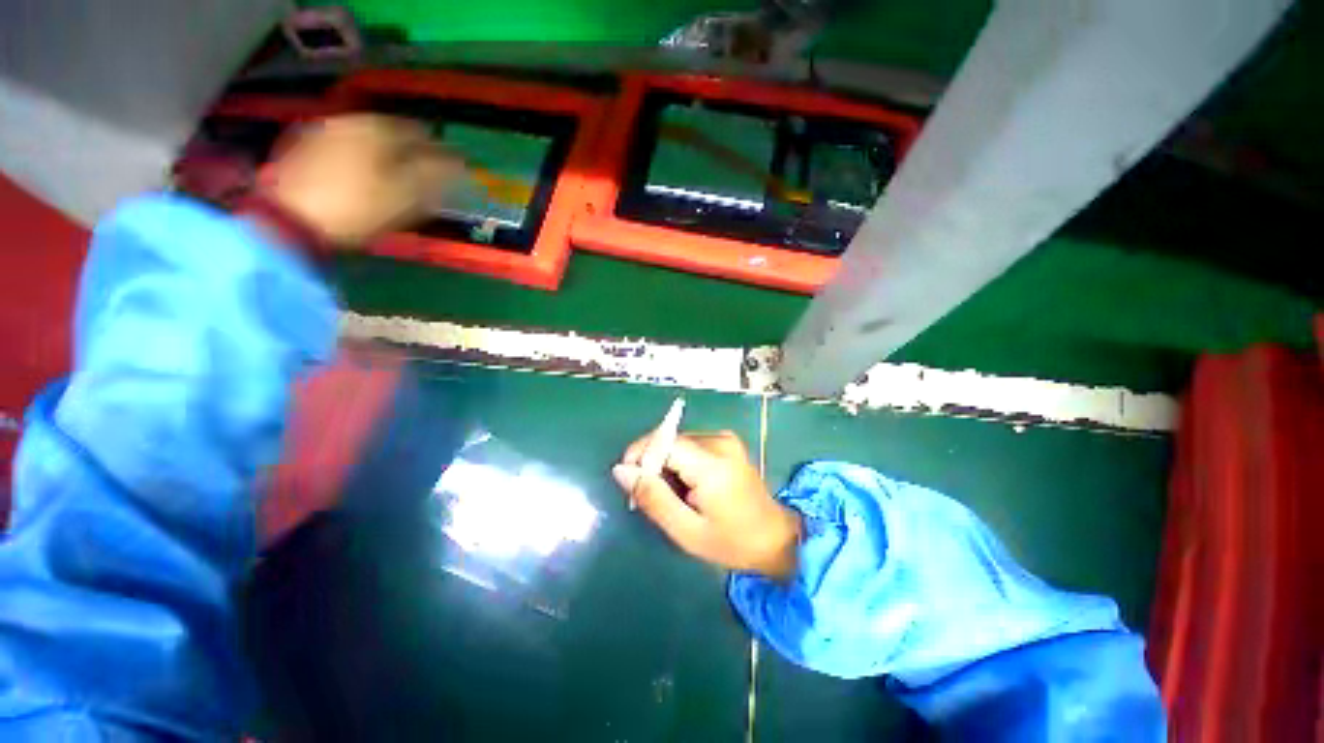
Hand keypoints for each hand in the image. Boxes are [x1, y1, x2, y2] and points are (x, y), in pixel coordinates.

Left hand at [262, 114, 463, 245]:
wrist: (289, 220)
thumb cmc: (358, 207)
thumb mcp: (407, 194)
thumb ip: (435, 175)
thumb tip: (460, 163)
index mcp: (378, 128)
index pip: (420, 132)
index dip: (440, 152)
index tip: (451, 172)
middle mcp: (350, 121)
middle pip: (391, 134)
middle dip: (411, 153)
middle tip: (424, 179)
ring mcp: (323, 132)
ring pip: (367, 141)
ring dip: (386, 157)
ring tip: (396, 182)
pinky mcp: (303, 149)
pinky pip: (345, 150)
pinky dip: (362, 161)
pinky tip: (364, 181)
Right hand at [612, 431, 800, 579]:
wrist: (774, 538)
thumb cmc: (731, 542)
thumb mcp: (686, 530)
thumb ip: (653, 498)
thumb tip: (621, 470)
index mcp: (712, 464)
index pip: (664, 442)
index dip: (640, 456)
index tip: (630, 482)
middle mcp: (719, 441)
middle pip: (670, 442)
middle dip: (653, 466)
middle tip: (652, 498)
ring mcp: (725, 439)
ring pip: (678, 443)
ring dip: (666, 465)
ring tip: (673, 496)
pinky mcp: (727, 442)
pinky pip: (691, 446)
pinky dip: (680, 462)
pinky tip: (688, 486)